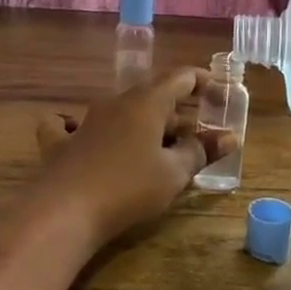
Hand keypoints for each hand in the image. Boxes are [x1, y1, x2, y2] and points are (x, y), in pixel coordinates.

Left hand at [33, 69, 234, 246]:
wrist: (64, 211)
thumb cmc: (128, 187)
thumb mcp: (174, 173)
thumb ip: (201, 151)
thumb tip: (229, 137)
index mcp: (147, 102)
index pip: (180, 77)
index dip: (202, 81)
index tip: (219, 93)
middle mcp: (116, 103)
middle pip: (152, 95)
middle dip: (176, 111)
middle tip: (195, 135)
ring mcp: (85, 120)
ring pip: (120, 111)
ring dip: (141, 123)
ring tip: (156, 147)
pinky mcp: (60, 143)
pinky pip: (68, 125)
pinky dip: (79, 126)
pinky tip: (79, 135)